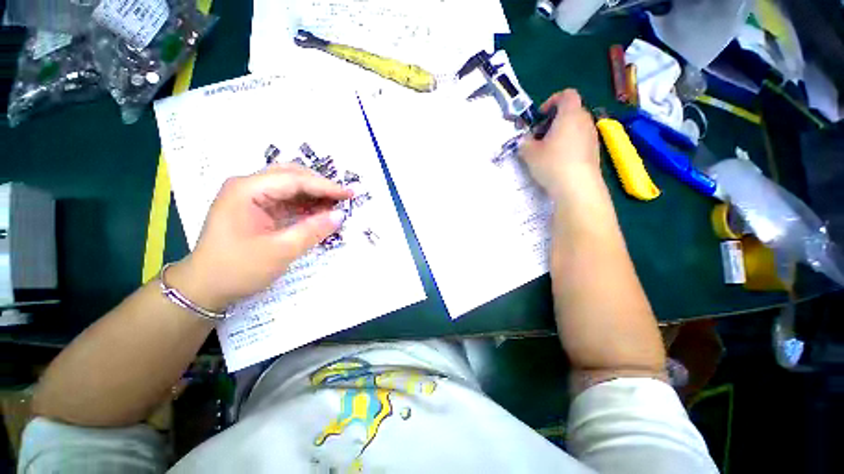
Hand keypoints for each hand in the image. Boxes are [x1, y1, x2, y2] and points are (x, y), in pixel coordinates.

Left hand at [168, 164, 351, 310]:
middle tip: (345, 198)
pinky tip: (321, 212)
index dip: (326, 186)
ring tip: (337, 205)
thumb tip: (341, 215)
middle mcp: (248, 186)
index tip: (350, 194)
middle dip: (321, 186)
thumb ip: (312, 230)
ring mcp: (252, 197)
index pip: (294, 179)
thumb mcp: (280, 251)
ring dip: (315, 194)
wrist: (205, 288)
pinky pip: (288, 200)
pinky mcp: (258, 209)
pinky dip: (307, 204)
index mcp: (247, 190)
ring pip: (291, 186)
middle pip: (292, 175)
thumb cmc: (237, 269)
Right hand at [520, 89, 601, 197]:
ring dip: (561, 133)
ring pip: (575, 126)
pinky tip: (558, 160)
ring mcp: (592, 136)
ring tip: (547, 150)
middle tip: (540, 135)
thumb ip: (524, 142)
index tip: (540, 115)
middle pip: (571, 111)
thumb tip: (525, 140)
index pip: (567, 94)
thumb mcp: (530, 152)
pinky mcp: (594, 151)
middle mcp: (585, 121)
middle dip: (554, 120)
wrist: (577, 186)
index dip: (552, 100)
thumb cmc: (552, 163)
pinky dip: (569, 144)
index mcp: (570, 115)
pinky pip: (580, 140)